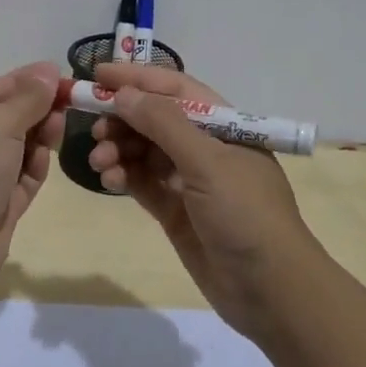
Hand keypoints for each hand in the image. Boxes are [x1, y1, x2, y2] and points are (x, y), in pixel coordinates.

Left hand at [0, 61, 64, 275]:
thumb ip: (27, 98)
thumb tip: (48, 71)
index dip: (23, 81)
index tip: (56, 74)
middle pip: (6, 120)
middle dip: (36, 108)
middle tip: (68, 100)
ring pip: (18, 149)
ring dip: (40, 135)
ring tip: (60, 124)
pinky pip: (23, 178)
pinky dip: (36, 165)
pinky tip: (50, 154)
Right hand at [87, 62, 322, 339]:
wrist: (271, 292)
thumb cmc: (245, 213)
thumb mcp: (207, 162)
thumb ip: (163, 123)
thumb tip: (124, 93)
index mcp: (223, 124)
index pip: (174, 89)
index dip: (137, 78)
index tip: (97, 74)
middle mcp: (206, 146)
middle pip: (155, 118)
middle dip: (122, 118)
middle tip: (94, 127)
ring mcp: (190, 180)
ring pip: (144, 150)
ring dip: (119, 149)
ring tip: (99, 161)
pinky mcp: (176, 210)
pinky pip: (143, 182)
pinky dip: (124, 176)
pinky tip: (110, 180)